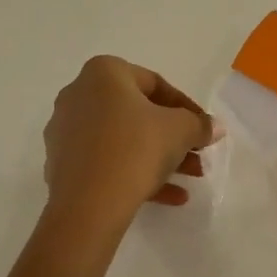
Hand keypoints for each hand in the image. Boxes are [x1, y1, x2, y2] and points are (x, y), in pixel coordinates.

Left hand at [42, 56, 218, 228]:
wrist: (88, 203)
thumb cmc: (136, 149)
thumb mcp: (180, 131)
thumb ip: (199, 125)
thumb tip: (214, 126)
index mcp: (104, 73)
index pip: (155, 84)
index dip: (186, 108)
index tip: (204, 130)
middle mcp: (78, 94)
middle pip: (137, 114)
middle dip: (173, 137)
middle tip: (198, 156)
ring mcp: (65, 131)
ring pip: (122, 140)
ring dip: (159, 158)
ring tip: (190, 180)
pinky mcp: (61, 164)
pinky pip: (106, 162)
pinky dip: (135, 173)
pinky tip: (168, 198)